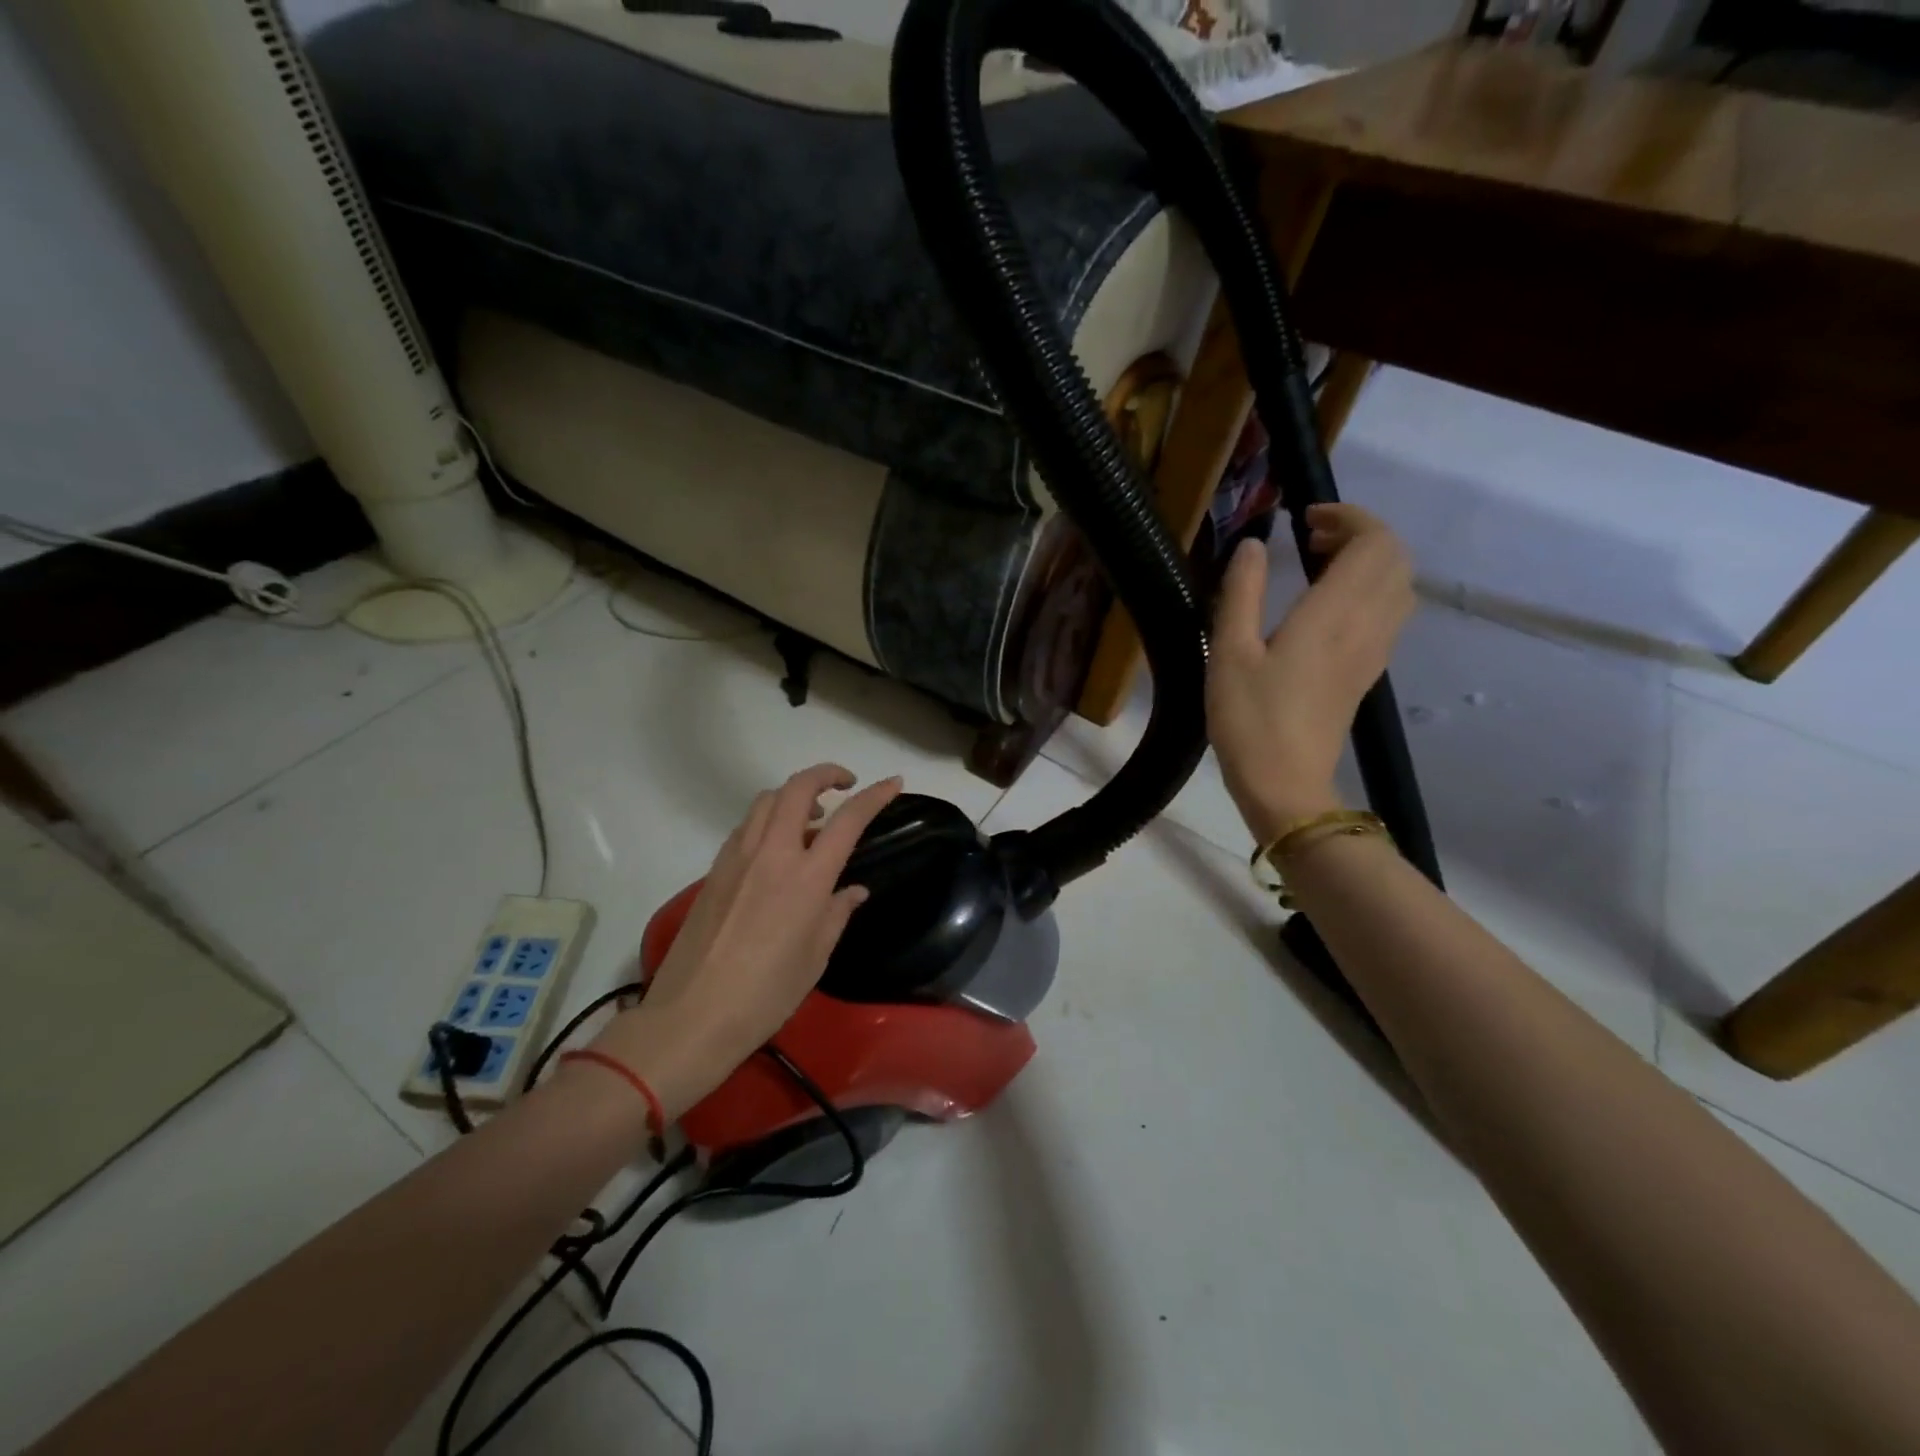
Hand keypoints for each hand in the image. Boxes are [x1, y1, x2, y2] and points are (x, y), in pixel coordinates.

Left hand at [588, 764, 902, 1119]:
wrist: (692, 1016)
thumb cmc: (766, 994)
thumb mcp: (816, 957)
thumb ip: (837, 913)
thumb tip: (854, 890)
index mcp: (806, 878)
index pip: (848, 820)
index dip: (875, 796)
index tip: (893, 783)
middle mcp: (771, 854)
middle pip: (797, 788)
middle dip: (826, 774)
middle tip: (845, 784)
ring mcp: (737, 858)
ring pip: (765, 801)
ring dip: (793, 795)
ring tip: (811, 818)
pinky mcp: (714, 871)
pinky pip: (745, 827)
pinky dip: (767, 820)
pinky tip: (775, 847)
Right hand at [1207, 504, 1414, 842]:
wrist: (1285, 785)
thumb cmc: (1249, 720)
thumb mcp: (1229, 653)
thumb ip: (1240, 593)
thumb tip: (1252, 545)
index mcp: (1333, 615)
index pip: (1373, 542)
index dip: (1347, 517)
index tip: (1303, 520)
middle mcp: (1366, 625)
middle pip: (1395, 558)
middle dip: (1359, 533)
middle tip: (1309, 539)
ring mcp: (1374, 651)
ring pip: (1398, 585)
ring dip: (1368, 561)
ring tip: (1318, 566)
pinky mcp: (1369, 672)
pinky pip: (1389, 612)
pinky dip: (1369, 589)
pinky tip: (1327, 605)